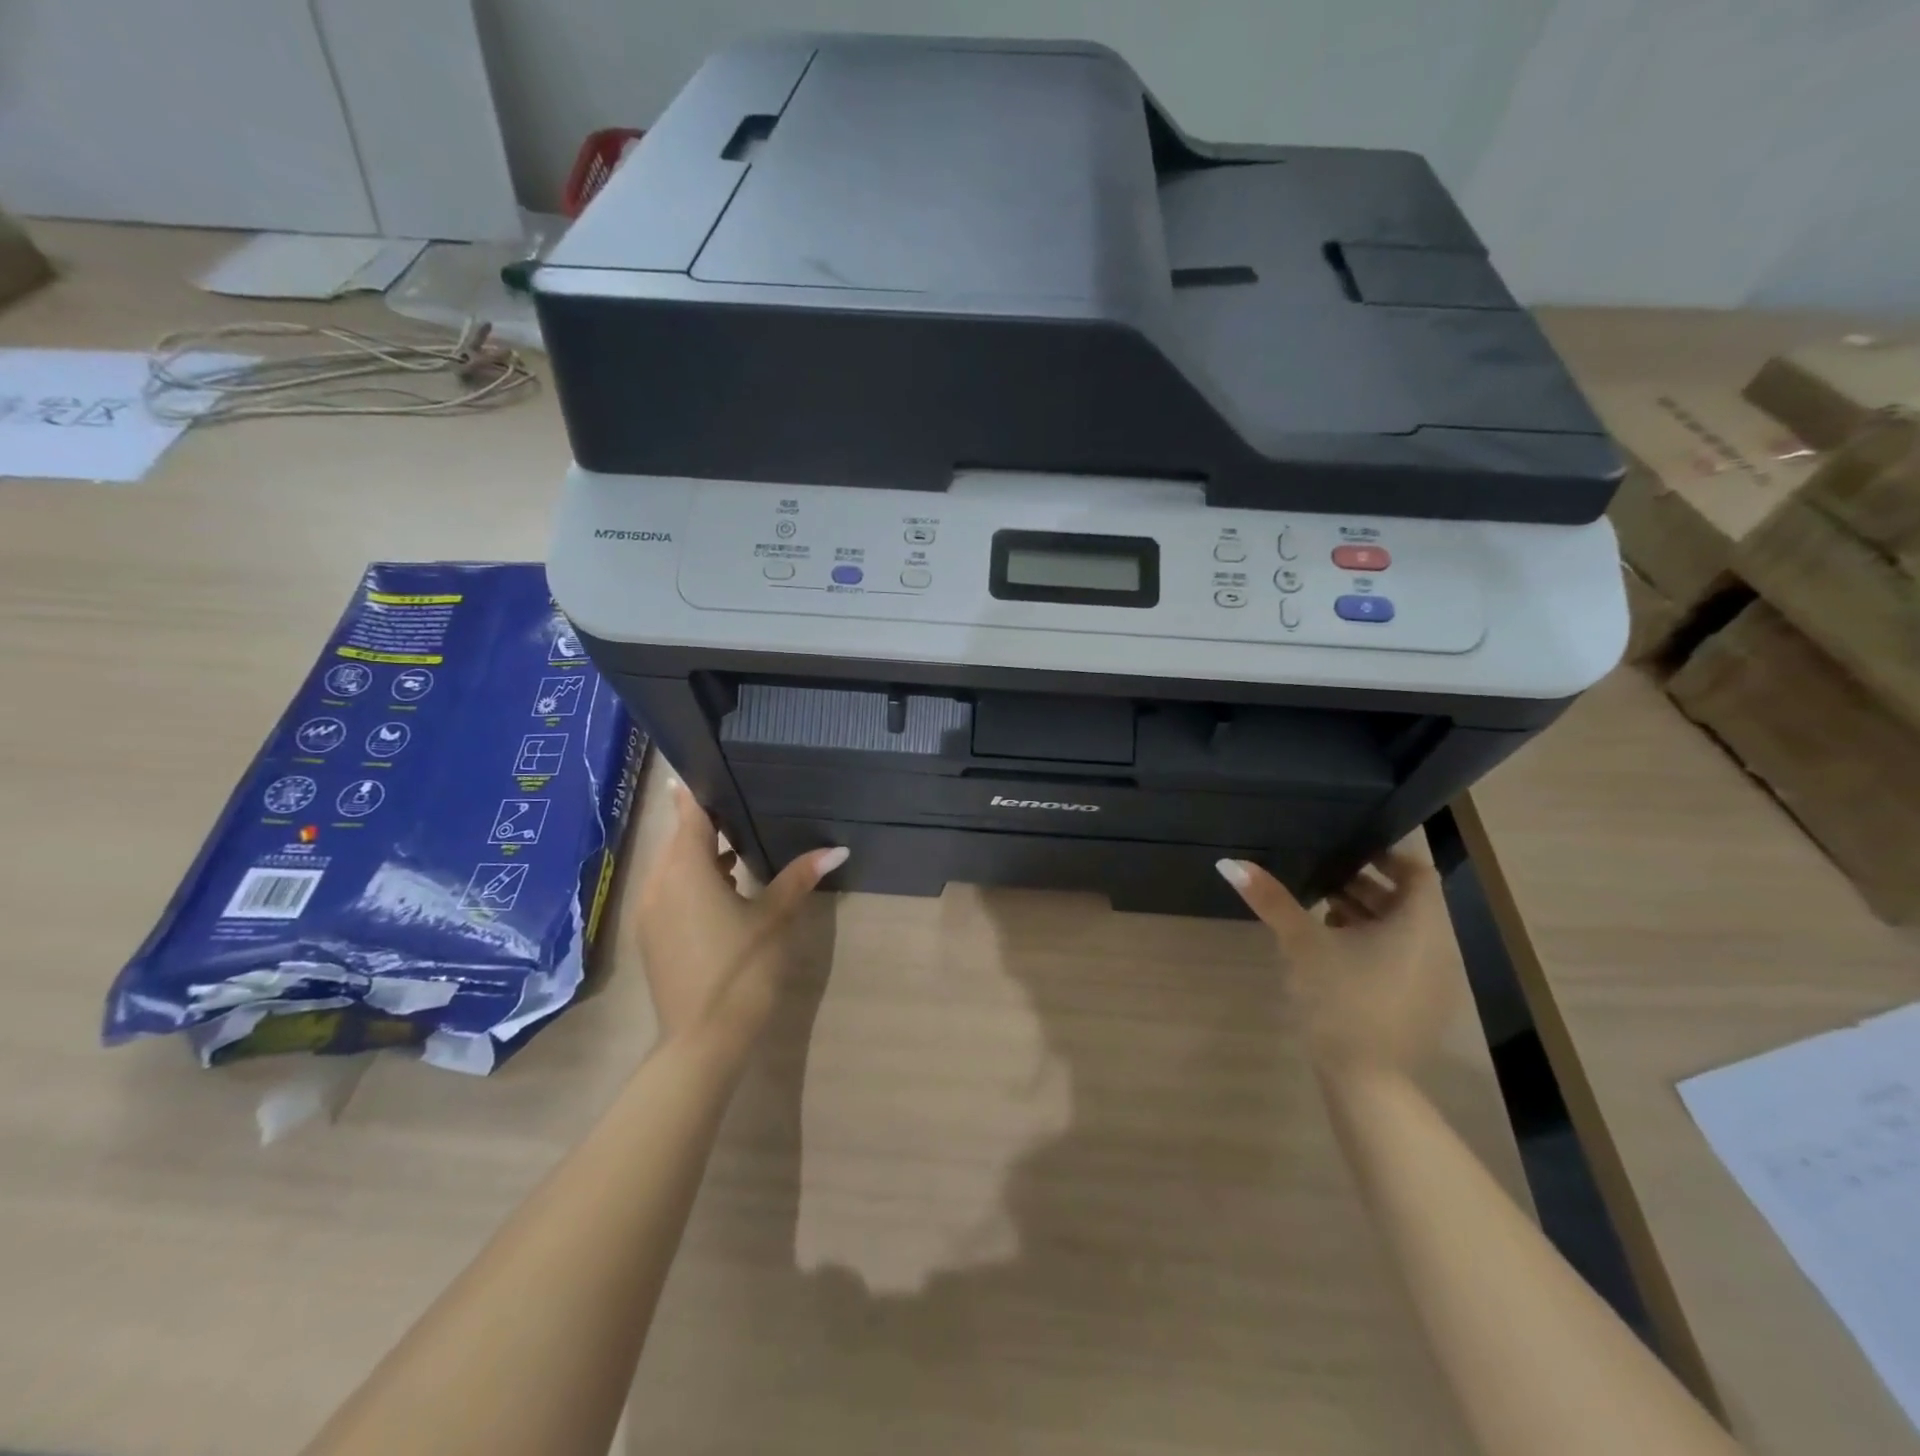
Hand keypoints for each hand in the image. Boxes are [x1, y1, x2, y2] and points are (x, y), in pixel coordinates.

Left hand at [629, 783, 847, 1059]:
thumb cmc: (742, 969)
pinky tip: (725, 890)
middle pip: (678, 839)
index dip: (696, 792)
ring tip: (739, 849)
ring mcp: (649, 912)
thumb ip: (799, 876)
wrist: (702, 1040)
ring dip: (700, 856)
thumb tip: (837, 849)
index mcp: (686, 870)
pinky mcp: (651, 937)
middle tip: (740, 809)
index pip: (687, 814)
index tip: (708, 770)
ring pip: (672, 867)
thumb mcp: (775, 917)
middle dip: (705, 825)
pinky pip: (669, 891)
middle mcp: (659, 883)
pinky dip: (691, 881)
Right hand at [1217, 851, 1457, 1076]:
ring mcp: (1435, 981)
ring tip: (1322, 912)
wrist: (1366, 1081)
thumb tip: (1229, 862)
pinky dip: (1376, 945)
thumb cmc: (1339, 999)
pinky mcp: (1422, 1006)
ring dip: (1369, 916)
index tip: (1346, 850)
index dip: (1385, 855)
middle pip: (1409, 901)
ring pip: (1405, 932)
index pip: (1416, 870)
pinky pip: (1404, 959)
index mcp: (1420, 925)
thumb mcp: (1301, 943)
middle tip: (1322, 877)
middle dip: (1366, 886)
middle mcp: (1439, 948)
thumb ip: (1271, 899)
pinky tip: (1335, 954)